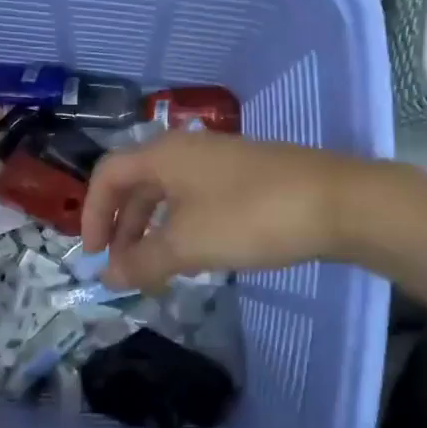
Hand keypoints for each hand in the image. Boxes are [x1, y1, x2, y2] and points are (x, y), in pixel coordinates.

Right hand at [80, 132, 368, 290]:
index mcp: (164, 154)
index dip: (91, 214)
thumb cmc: (249, 216)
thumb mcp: (187, 243)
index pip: (108, 174)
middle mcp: (188, 149)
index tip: (94, 256)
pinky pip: (199, 199)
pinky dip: (184, 227)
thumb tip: (109, 278)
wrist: (335, 201)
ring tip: (157, 270)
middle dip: (124, 227)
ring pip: (170, 194)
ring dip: (154, 231)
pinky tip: (197, 254)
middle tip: (124, 269)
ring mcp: (221, 160)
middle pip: (138, 184)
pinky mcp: (248, 176)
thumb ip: (143, 261)